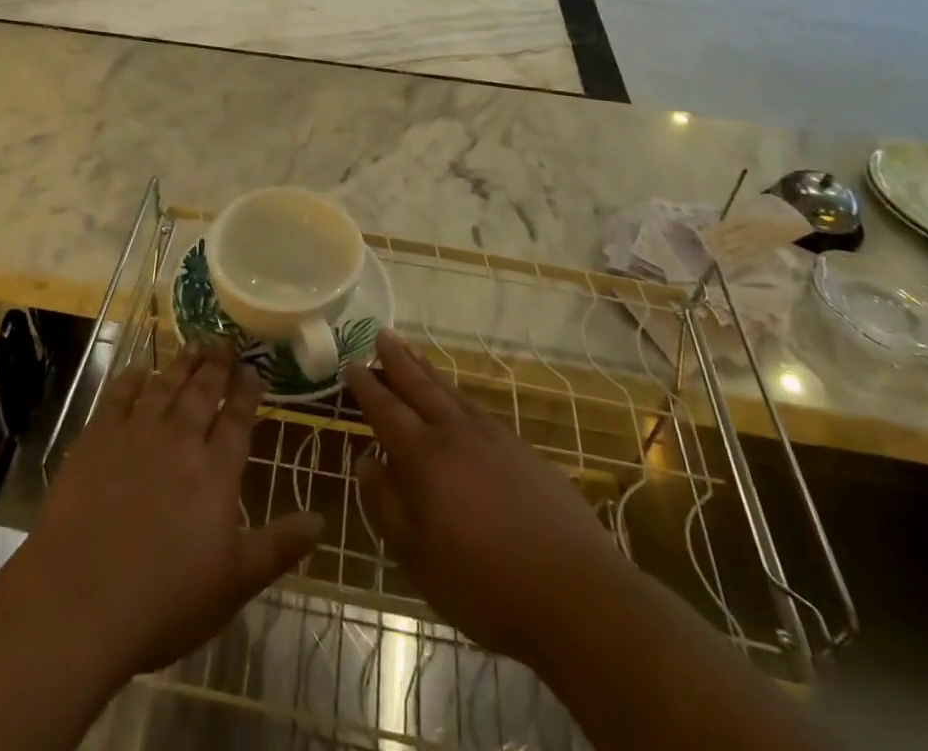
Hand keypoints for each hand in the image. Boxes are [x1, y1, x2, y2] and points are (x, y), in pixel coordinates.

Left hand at [4, 347, 322, 683]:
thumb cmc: (164, 600)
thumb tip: (322, 520)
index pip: (238, 419)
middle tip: (226, 341)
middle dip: (217, 365)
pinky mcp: (97, 438)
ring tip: (194, 344)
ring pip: (166, 385)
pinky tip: (140, 371)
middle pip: (203, 392)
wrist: (79, 599)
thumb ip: (279, 546)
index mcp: (216, 471)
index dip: (247, 392)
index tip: (254, 369)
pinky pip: (119, 395)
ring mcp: (136, 434)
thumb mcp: (234, 583)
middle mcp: (180, 440)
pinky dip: (133, 379)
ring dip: (182, 363)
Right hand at [346, 332, 618, 661]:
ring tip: (413, 351)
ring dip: (427, 370)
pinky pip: (478, 408)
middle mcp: (456, 434)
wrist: (576, 593)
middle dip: (397, 360)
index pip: (386, 410)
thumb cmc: (485, 585)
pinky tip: (458, 399)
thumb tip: (367, 461)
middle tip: (381, 334)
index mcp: (424, 458)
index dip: (367, 386)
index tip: (351, 363)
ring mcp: (494, 437)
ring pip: (451, 391)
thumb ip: (386, 505)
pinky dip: (458, 394)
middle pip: (420, 386)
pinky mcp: (523, 449)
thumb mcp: (418, 558)